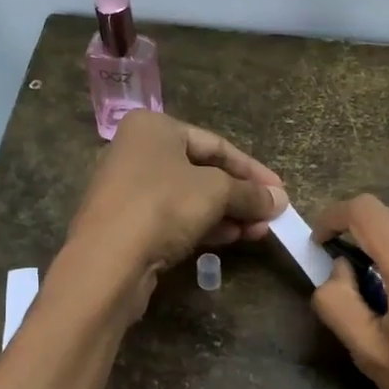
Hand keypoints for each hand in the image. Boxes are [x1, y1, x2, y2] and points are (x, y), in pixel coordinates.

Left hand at [66, 110, 286, 299]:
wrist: (107, 261)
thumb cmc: (162, 206)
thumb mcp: (215, 192)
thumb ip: (249, 193)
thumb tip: (279, 201)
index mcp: (153, 128)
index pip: (215, 144)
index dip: (252, 170)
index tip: (280, 192)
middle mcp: (136, 151)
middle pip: (202, 171)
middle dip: (240, 195)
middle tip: (270, 216)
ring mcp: (128, 189)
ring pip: (189, 197)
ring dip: (227, 213)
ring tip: (258, 231)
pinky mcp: (126, 224)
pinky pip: (172, 218)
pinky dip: (203, 225)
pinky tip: (231, 239)